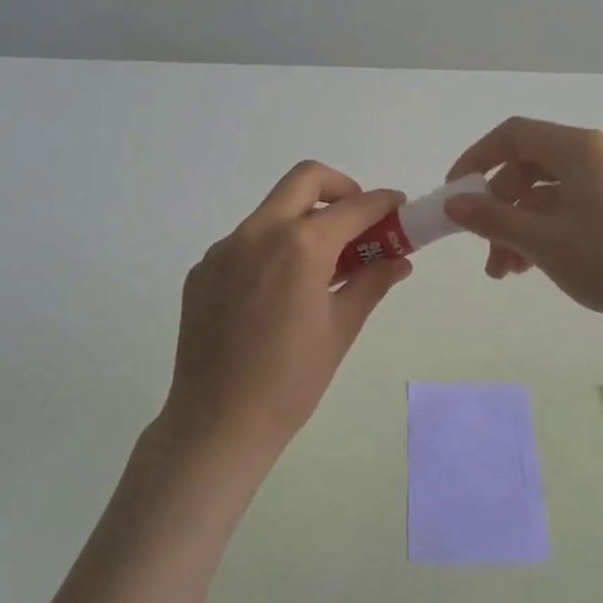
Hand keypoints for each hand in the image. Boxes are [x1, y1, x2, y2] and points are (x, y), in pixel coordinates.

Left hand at [161, 161, 412, 466]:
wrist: (217, 423)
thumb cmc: (291, 380)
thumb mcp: (341, 328)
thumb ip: (372, 283)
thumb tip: (399, 260)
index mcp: (300, 246)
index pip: (353, 207)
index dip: (382, 203)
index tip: (398, 207)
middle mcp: (258, 232)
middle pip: (305, 179)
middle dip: (340, 188)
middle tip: (357, 220)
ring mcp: (224, 249)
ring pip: (273, 210)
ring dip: (304, 219)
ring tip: (321, 263)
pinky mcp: (203, 270)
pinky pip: (246, 241)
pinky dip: (272, 247)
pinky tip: (278, 291)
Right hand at [442, 117, 602, 338]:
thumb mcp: (542, 240)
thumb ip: (492, 219)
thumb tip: (453, 202)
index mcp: (579, 148)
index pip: (514, 135)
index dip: (477, 159)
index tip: (455, 192)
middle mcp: (597, 156)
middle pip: (529, 167)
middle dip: (498, 207)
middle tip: (483, 246)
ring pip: (549, 194)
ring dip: (519, 226)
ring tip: (505, 271)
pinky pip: (572, 209)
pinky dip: (546, 232)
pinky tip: (532, 267)